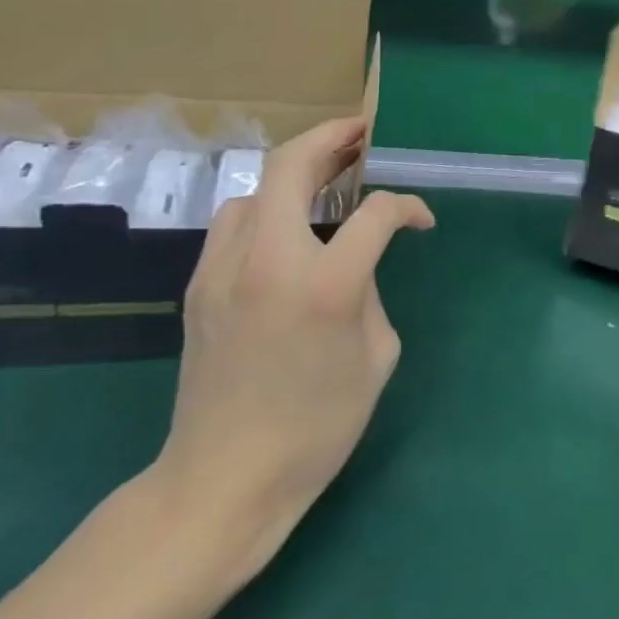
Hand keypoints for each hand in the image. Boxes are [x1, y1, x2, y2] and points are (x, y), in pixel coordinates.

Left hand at [149, 118, 434, 571]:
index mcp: (325, 284)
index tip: (419, 222)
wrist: (221, 484)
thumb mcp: (376, 354)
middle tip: (360, 134)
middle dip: (331, 137)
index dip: (407, 208)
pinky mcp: (198, 287)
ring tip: (324, 181)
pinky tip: (284, 232)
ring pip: (255, 189)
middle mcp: (268, 261)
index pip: (376, 213)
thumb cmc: (316, 427)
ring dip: (293, 174)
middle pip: (291, 164)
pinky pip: (234, 225)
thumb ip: (370, 289)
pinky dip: (265, 210)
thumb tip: (358, 261)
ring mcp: (223, 271)